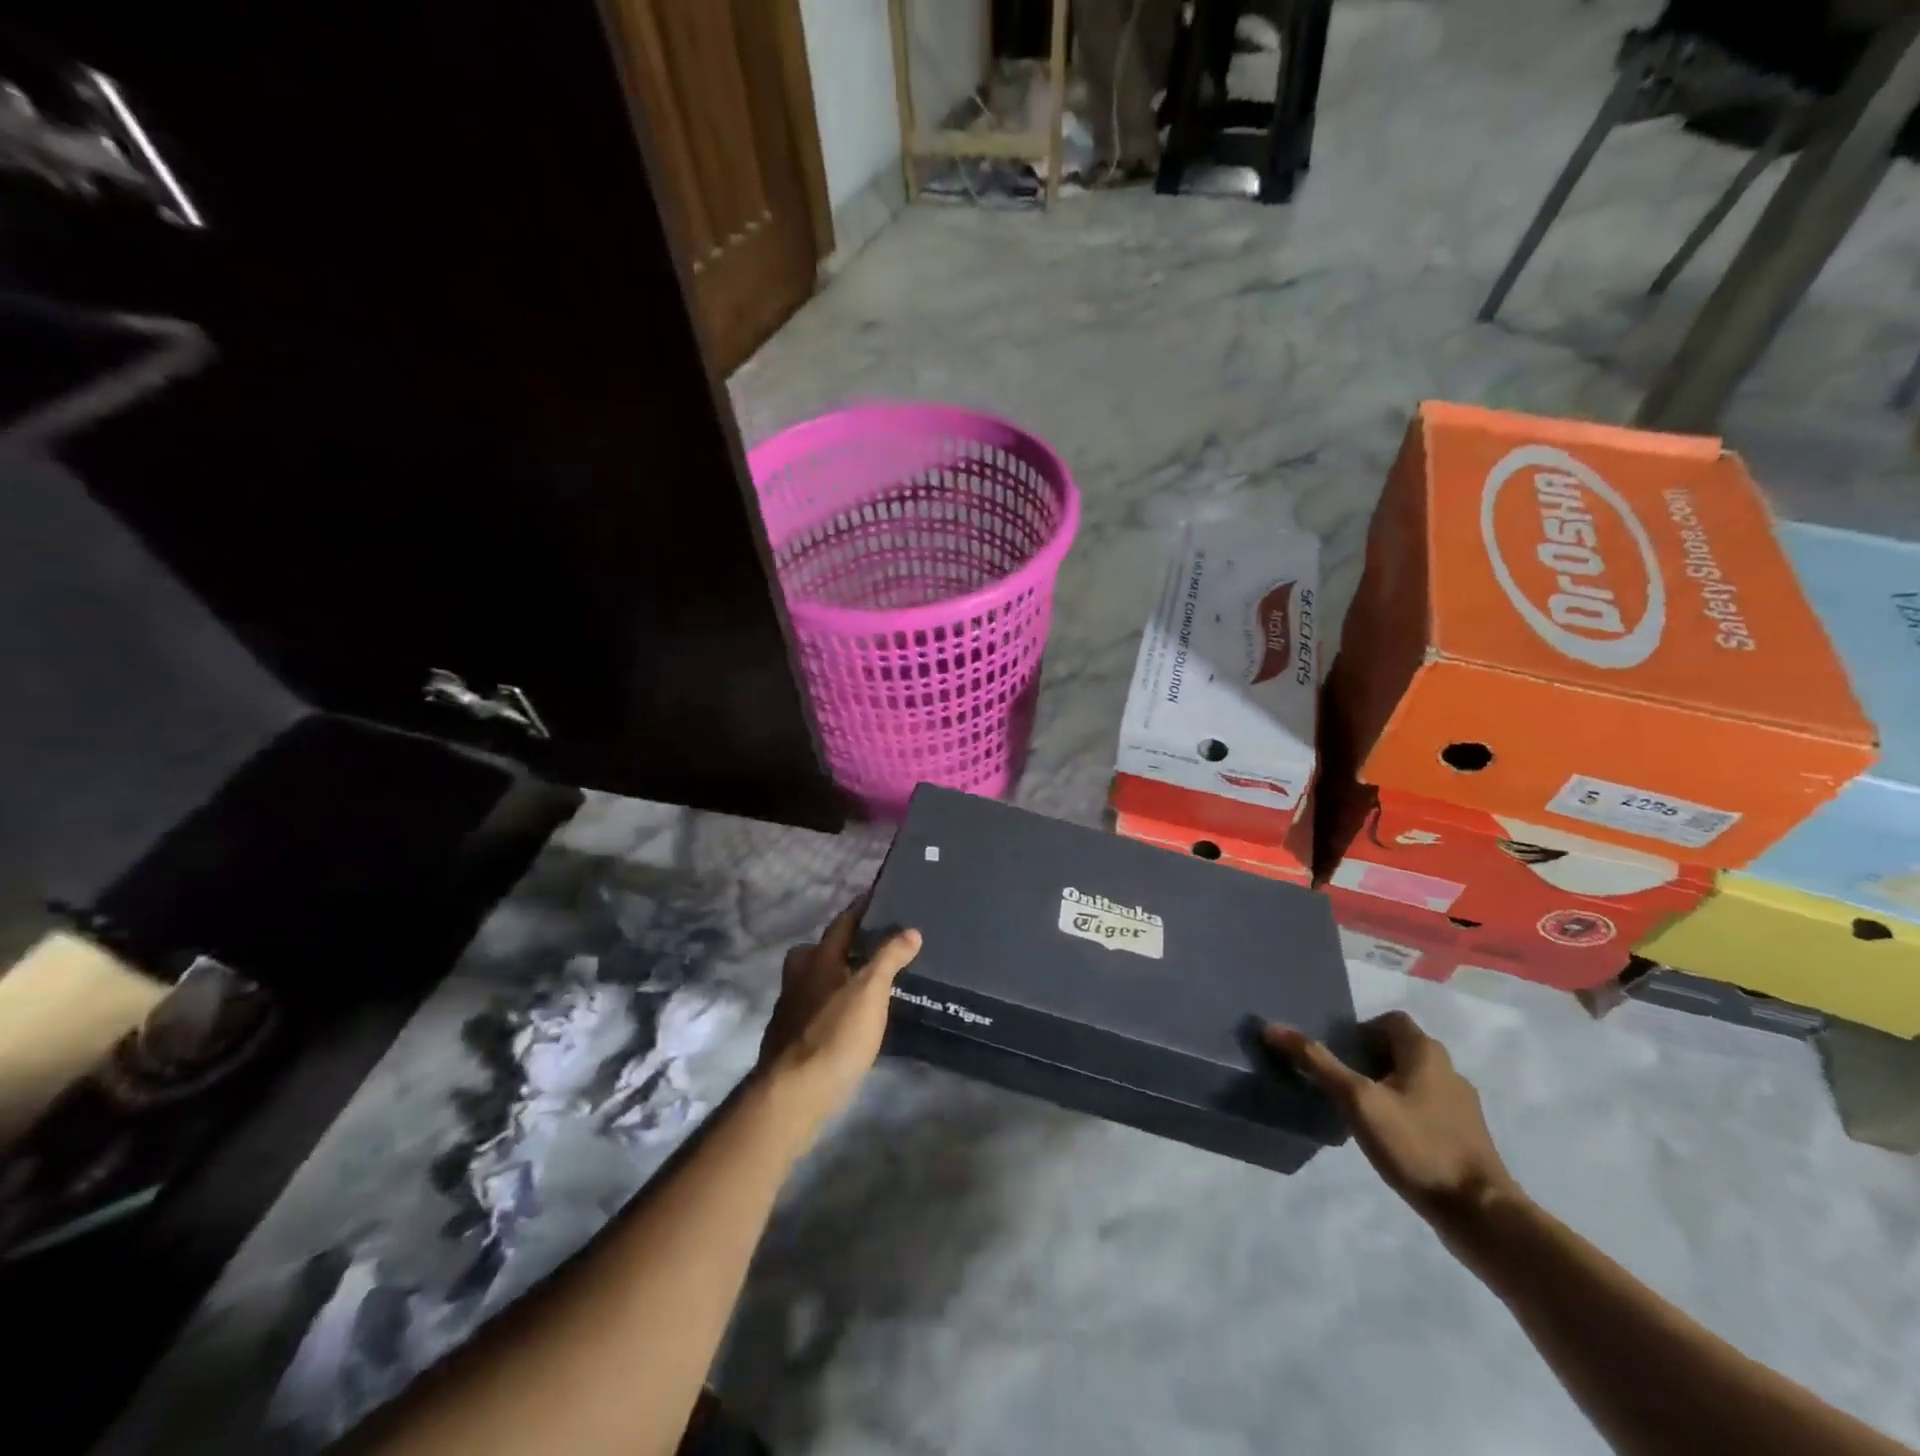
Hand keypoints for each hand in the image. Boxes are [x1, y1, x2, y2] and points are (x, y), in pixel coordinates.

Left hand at [758, 896, 921, 1129]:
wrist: (794, 1093)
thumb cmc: (835, 1034)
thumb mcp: (870, 991)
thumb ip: (889, 958)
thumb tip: (910, 930)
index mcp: (818, 959)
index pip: (842, 923)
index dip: (861, 908)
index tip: (878, 894)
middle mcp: (799, 977)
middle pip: (819, 950)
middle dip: (841, 944)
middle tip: (871, 946)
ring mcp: (791, 1008)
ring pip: (815, 980)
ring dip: (836, 975)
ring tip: (866, 982)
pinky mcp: (791, 1038)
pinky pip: (815, 1007)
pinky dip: (832, 1003)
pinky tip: (850, 1018)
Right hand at [1265, 1012, 1520, 1234]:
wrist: (1481, 1215)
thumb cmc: (1417, 1145)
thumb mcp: (1357, 1100)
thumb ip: (1317, 1063)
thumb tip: (1272, 1027)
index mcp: (1426, 1052)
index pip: (1389, 1021)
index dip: (1360, 1031)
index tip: (1338, 1055)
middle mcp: (1448, 1070)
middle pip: (1399, 1050)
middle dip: (1366, 1060)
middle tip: (1339, 1083)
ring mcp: (1461, 1106)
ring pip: (1411, 1081)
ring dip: (1383, 1089)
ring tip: (1357, 1113)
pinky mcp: (1465, 1138)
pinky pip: (1424, 1110)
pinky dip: (1402, 1115)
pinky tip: (1386, 1141)